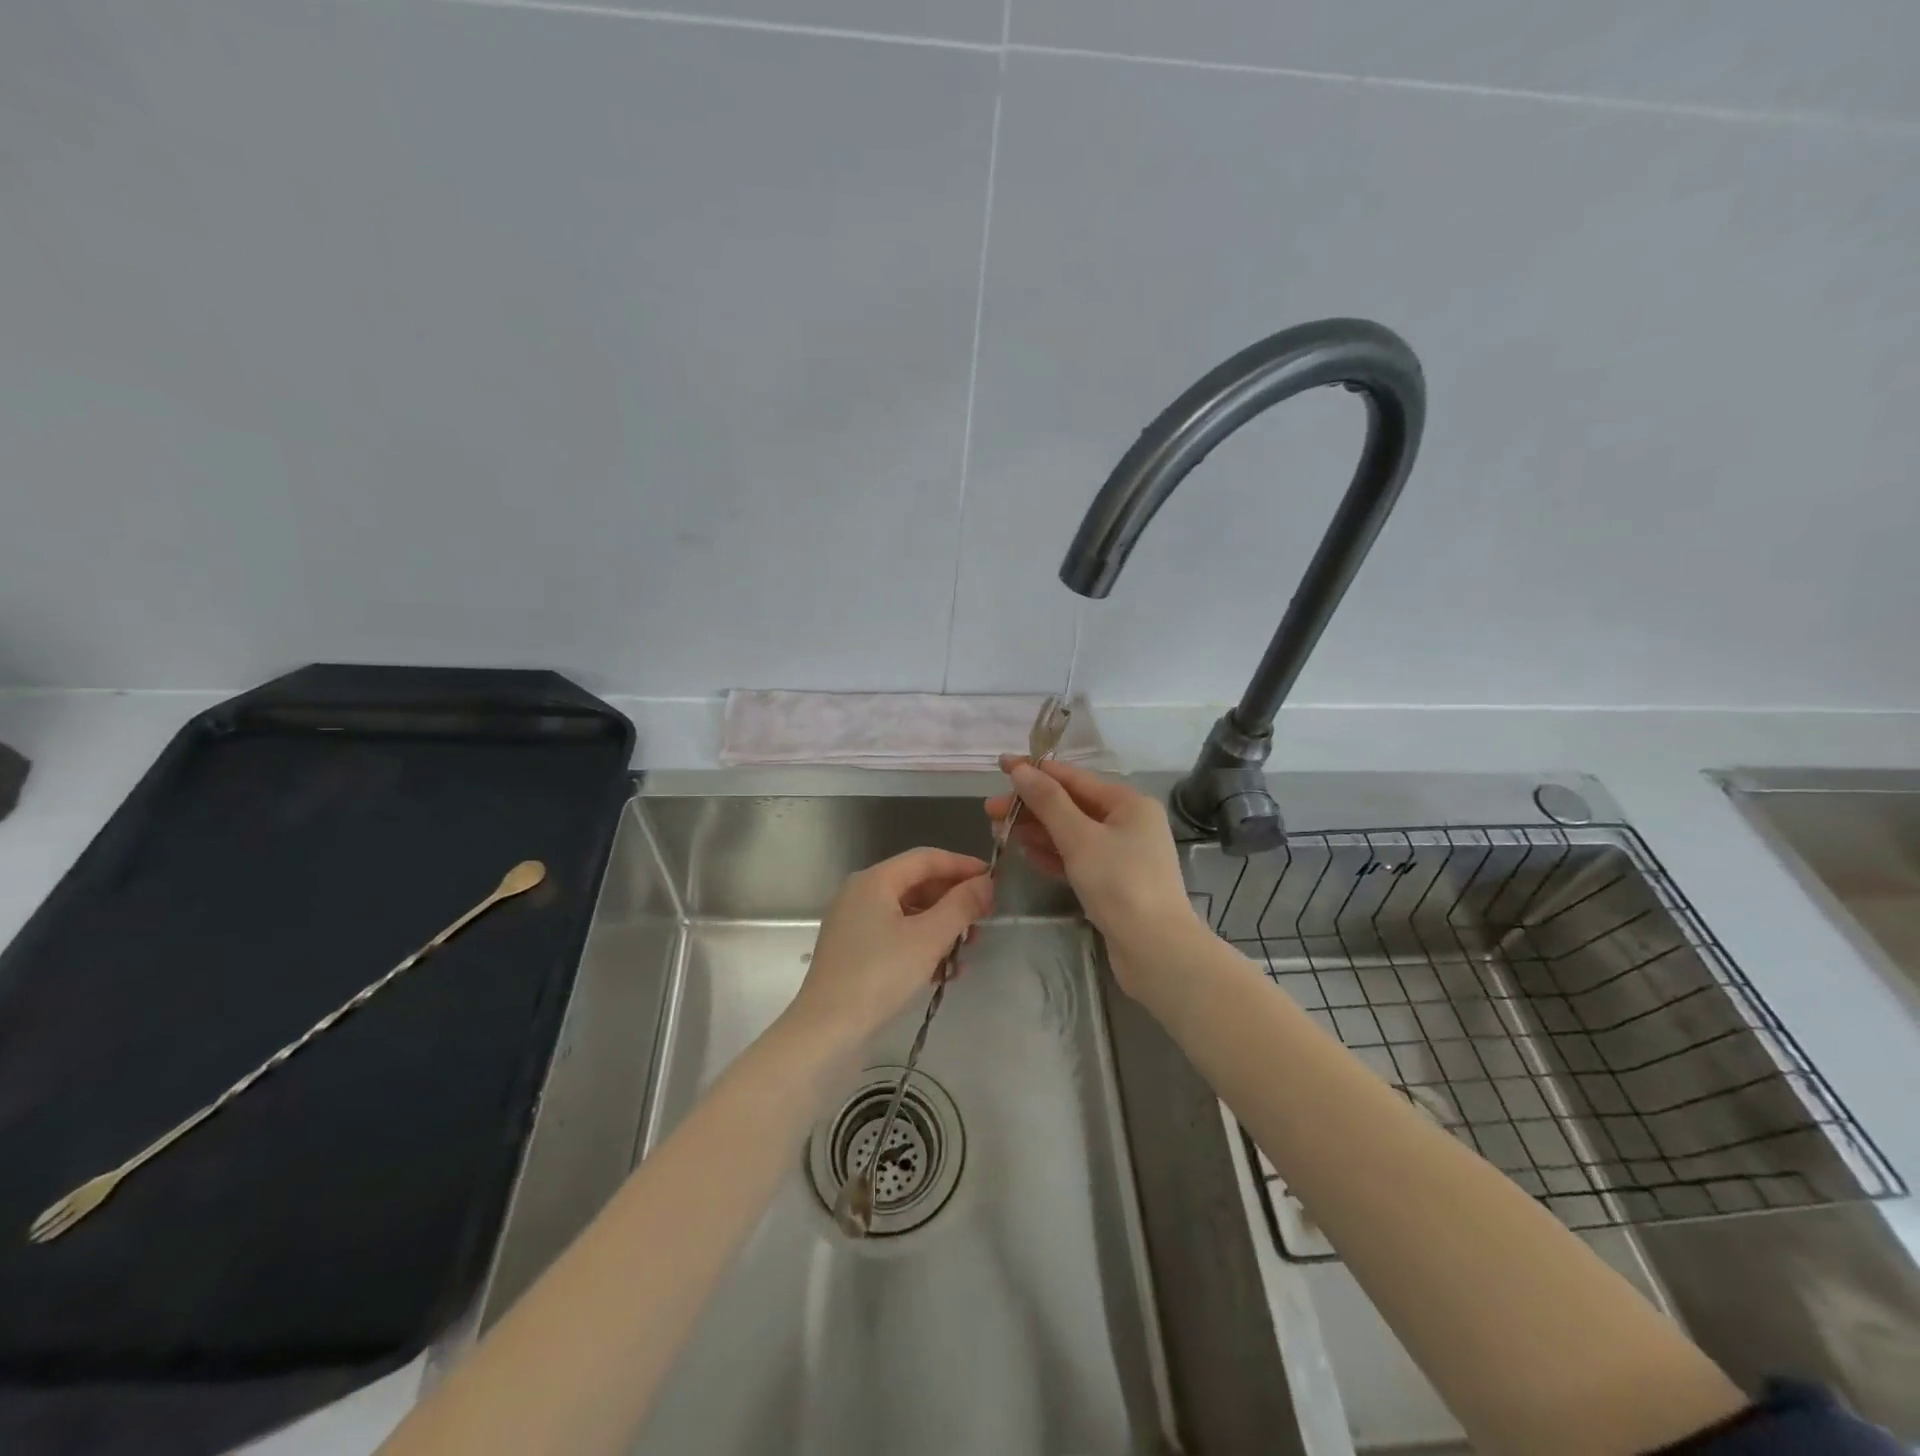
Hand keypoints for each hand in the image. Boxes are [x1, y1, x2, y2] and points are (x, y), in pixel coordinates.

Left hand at [790, 848, 993, 1044]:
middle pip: (917, 885)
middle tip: (983, 921)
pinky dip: (922, 946)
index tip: (993, 880)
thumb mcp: (928, 938)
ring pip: (909, 913)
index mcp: (874, 880)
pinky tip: (944, 972)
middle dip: (953, 901)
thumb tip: (986, 882)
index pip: (925, 858)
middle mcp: (861, 894)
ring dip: (941, 928)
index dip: (962, 865)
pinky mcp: (854, 952)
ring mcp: (854, 924)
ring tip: (967, 952)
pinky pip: (896, 936)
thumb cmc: (879, 976)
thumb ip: (961, 906)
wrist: (826, 1032)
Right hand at [986, 758, 1201, 996]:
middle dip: (1031, 807)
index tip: (1001, 765)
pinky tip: (1027, 855)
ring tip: (1001, 833)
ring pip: (1072, 833)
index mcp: (1129, 803)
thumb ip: (1048, 802)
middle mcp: (1129, 823)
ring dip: (1037, 831)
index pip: (1074, 778)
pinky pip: (1078, 858)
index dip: (1036, 772)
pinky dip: (1053, 855)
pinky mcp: (1114, 882)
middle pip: (1071, 805)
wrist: (1155, 950)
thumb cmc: (1119, 883)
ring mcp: (1122, 854)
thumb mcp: (1079, 838)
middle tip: (990, 812)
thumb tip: (1021, 770)